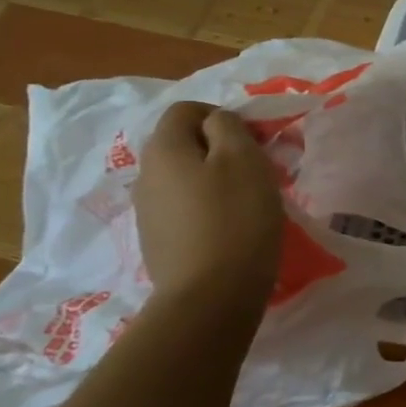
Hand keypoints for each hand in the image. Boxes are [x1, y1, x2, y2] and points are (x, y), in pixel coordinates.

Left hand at [135, 102, 285, 308]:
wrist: (211, 296)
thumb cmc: (235, 218)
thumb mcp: (243, 158)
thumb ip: (228, 127)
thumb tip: (216, 123)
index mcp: (164, 149)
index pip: (186, 109)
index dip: (223, 115)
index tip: (255, 139)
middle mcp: (146, 175)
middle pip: (185, 144)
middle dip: (222, 149)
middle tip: (259, 169)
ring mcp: (148, 211)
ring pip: (186, 177)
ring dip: (218, 179)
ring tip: (251, 200)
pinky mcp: (158, 241)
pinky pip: (186, 208)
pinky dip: (210, 208)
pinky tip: (233, 228)